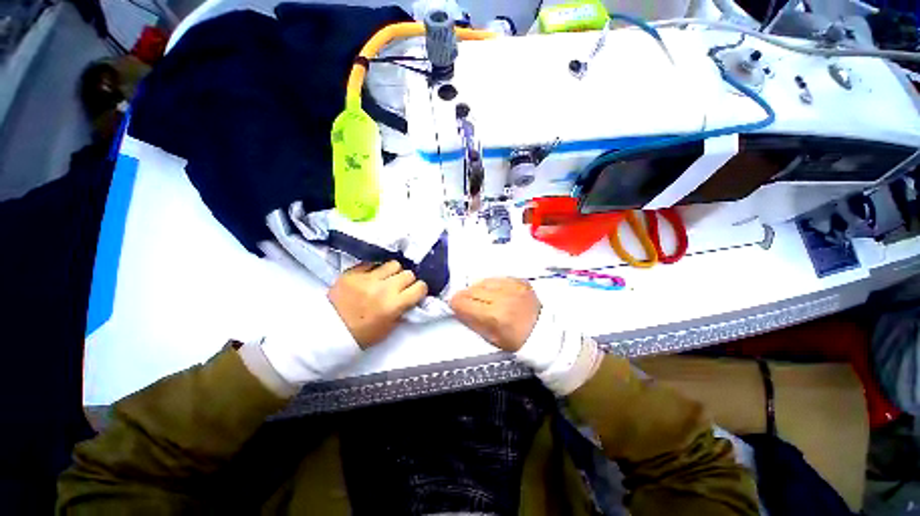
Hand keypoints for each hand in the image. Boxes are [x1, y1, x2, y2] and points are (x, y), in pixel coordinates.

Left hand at [328, 261, 427, 348]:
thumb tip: (412, 297)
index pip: (420, 287)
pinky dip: (375, 269)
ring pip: (393, 264)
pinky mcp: (353, 272)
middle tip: (400, 287)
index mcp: (394, 305)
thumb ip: (403, 310)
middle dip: (407, 280)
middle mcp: (383, 288)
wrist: (328, 331)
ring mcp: (367, 278)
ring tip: (386, 279)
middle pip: (408, 273)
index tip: (415, 292)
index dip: (419, 290)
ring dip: (393, 272)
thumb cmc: (362, 334)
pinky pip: (372, 263)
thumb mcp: (389, 328)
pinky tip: (371, 277)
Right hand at [449, 278, 540, 352]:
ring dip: (478, 289)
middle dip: (465, 296)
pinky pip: (497, 278)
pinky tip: (494, 292)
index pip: (464, 302)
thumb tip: (457, 308)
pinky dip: (491, 284)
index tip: (454, 306)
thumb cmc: (516, 341)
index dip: (456, 304)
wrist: (545, 332)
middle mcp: (503, 296)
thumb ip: (472, 321)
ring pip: (483, 281)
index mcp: (495, 315)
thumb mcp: (491, 338)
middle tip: (466, 303)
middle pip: (472, 289)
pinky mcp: (520, 280)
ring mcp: (513, 286)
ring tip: (481, 297)